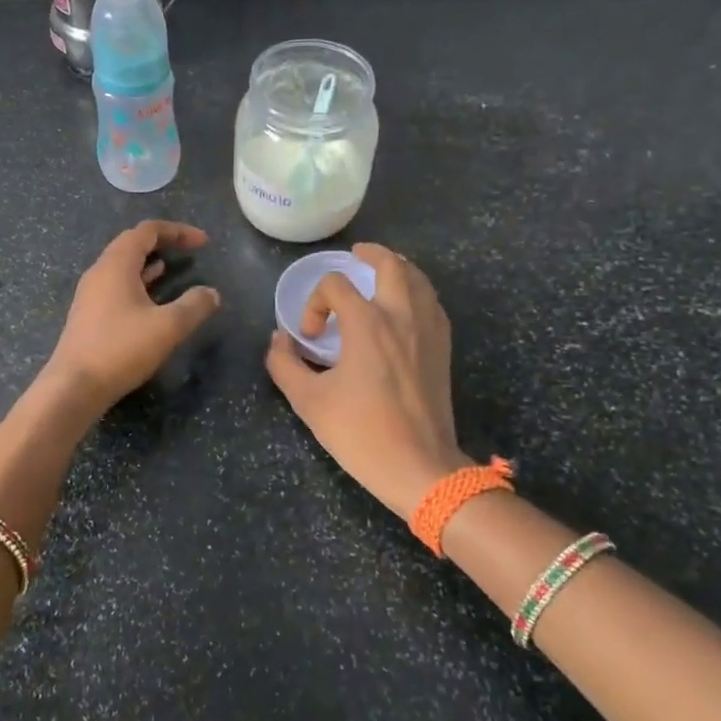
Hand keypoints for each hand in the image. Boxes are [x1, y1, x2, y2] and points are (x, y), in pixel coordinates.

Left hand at [45, 220, 221, 411]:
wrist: (74, 387)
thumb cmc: (121, 349)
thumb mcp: (168, 327)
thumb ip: (194, 306)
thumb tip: (211, 293)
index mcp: (116, 265)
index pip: (147, 231)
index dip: (177, 231)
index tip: (203, 243)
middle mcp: (99, 272)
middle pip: (132, 243)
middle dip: (163, 243)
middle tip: (189, 250)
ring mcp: (90, 294)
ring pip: (123, 266)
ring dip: (149, 263)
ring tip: (173, 268)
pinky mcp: (88, 314)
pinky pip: (116, 285)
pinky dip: (138, 282)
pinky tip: (151, 297)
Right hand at [265, 243, 471, 518]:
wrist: (419, 467)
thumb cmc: (361, 432)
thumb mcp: (308, 401)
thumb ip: (284, 364)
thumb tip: (278, 340)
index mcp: (368, 323)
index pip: (336, 285)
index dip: (315, 302)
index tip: (310, 337)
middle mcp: (402, 316)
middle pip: (391, 264)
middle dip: (370, 254)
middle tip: (355, 255)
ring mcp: (428, 331)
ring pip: (419, 279)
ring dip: (398, 268)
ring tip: (381, 272)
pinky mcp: (443, 349)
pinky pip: (433, 303)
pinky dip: (417, 292)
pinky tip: (406, 306)